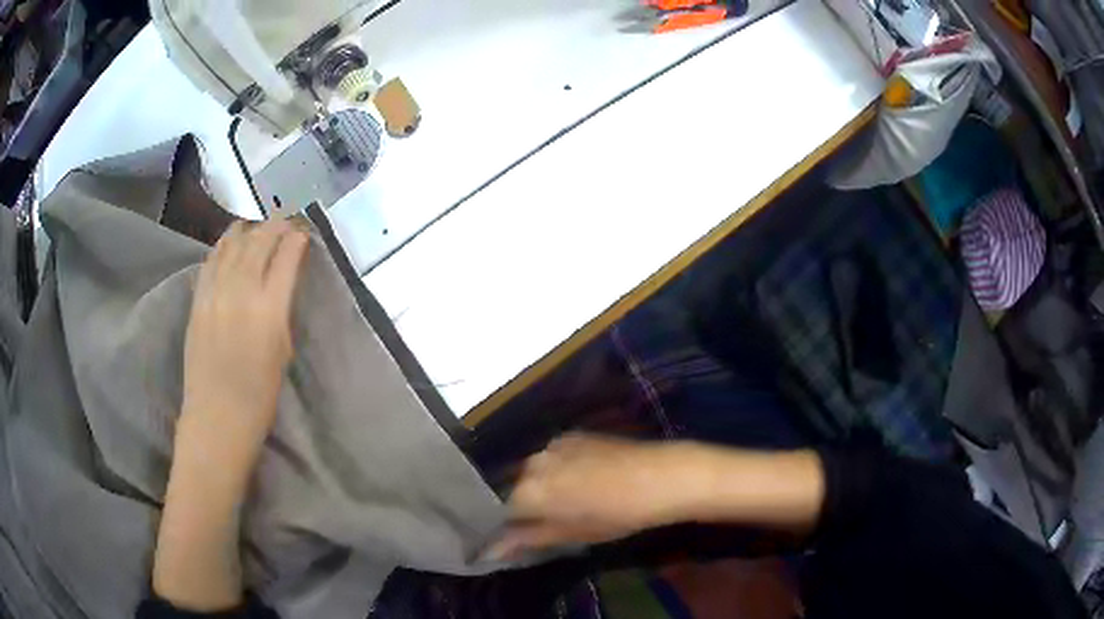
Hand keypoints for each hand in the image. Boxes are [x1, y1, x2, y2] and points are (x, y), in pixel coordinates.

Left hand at [154, 219, 307, 611]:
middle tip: (286, 218)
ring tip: (259, 223)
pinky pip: (211, 261)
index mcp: (268, 310)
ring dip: (249, 229)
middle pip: (258, 243)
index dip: (295, 238)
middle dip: (275, 225)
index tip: (303, 230)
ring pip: (232, 245)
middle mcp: (240, 292)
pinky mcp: (197, 301)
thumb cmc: (258, 397)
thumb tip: (282, 281)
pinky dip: (223, 245)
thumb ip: (282, 310)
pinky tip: (230, 240)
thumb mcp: (282, 352)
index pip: (284, 257)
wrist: (216, 419)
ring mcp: (214, 294)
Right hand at [488, 434, 693, 559]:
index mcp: (528, 491)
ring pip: (531, 470)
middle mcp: (531, 462)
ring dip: (537, 486)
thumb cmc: (617, 515)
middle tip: (539, 523)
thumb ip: (526, 539)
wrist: (660, 477)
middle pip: (512, 488)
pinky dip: (554, 469)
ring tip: (561, 501)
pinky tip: (578, 480)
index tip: (512, 538)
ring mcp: (551, 444)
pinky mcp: (570, 434)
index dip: (505, 526)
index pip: (498, 511)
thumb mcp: (571, 534)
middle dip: (520, 506)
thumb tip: (489, 551)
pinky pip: (550, 456)